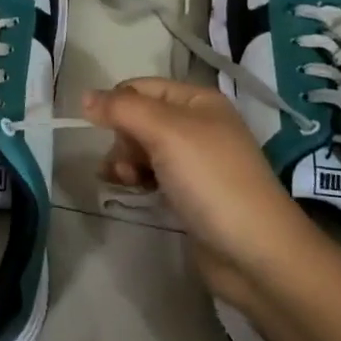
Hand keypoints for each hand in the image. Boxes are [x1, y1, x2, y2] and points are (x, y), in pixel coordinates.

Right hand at [82, 78, 311, 293]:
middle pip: (139, 117)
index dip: (116, 104)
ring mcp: (195, 160)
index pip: (141, 87)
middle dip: (121, 138)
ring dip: (125, 161)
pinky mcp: (190, 192)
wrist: (256, 253)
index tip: (100, 130)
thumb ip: (122, 109)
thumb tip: (85, 96)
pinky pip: (152, 173)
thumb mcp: (164, 132)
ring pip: (141, 147)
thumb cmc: (211, 180)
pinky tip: (131, 190)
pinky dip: (137, 178)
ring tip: (125, 182)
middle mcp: (198, 124)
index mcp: (198, 100)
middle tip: (123, 165)